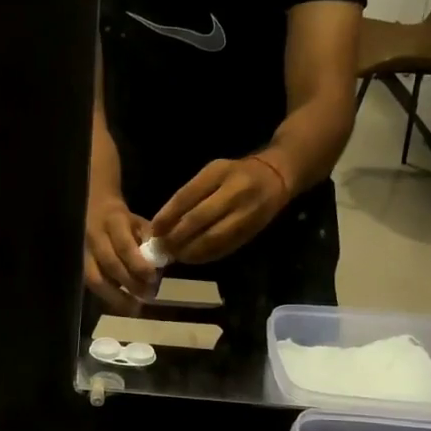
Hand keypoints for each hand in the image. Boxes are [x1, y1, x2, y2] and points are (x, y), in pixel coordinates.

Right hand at [84, 198, 157, 311]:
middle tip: (147, 296)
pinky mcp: (78, 266)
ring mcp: (82, 252)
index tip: (153, 278)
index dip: (139, 265)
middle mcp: (94, 237)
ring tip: (134, 309)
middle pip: (109, 265)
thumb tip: (163, 265)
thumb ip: (150, 241)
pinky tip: (122, 305)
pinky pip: (91, 286)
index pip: (124, 246)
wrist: (93, 209)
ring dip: (116, 297)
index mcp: (113, 222)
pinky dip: (108, 298)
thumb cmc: (122, 220)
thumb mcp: (139, 222)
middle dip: (130, 283)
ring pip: (95, 280)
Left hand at [149, 157, 289, 263]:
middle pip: (198, 220)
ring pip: (211, 239)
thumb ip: (190, 194)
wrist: (277, 177)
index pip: (186, 197)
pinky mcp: (251, 232)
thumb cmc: (236, 173)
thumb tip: (163, 222)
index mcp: (219, 173)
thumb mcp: (212, 172)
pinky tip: (192, 258)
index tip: (154, 231)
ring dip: (189, 251)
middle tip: (161, 248)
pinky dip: (205, 256)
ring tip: (175, 255)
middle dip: (176, 237)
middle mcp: (234, 193)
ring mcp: (245, 214)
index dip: (167, 217)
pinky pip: (224, 248)